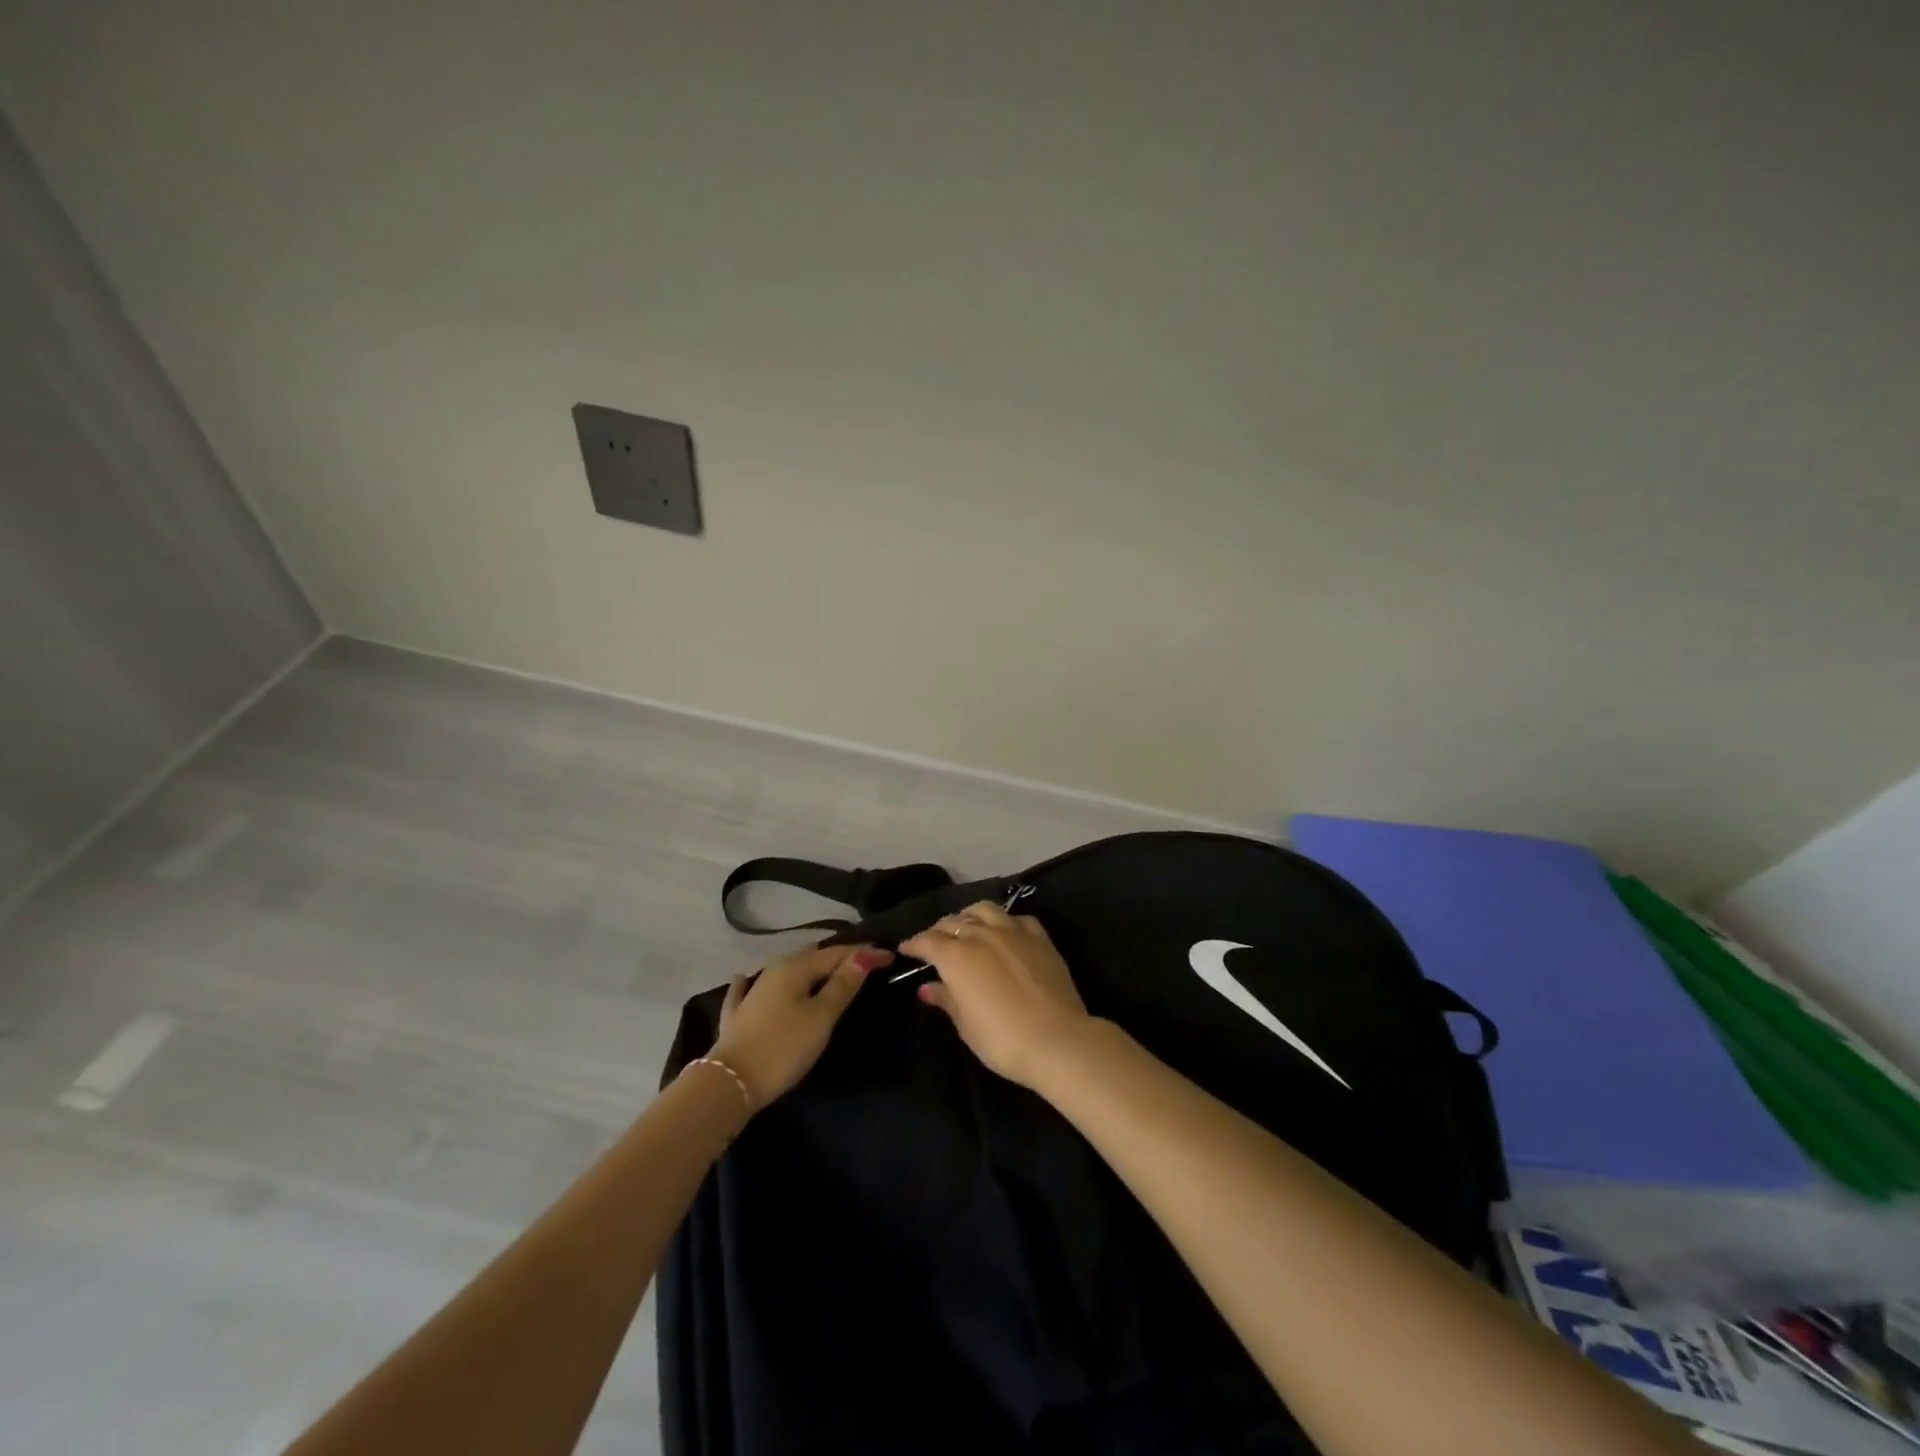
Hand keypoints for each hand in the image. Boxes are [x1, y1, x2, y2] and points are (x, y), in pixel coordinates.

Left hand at [708, 943, 892, 1108]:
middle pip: (810, 957)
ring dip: (806, 967)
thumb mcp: (821, 1017)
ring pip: (784, 970)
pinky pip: (748, 990)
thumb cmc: (783, 1048)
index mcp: (796, 968)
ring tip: (825, 971)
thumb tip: (864, 954)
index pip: (837, 953)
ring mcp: (751, 992)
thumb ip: (842, 985)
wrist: (728, 1083)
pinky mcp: (737, 1015)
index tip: (890, 956)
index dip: (864, 953)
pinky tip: (746, 978)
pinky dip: (755, 982)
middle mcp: (773, 971)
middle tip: (861, 963)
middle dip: (836, 956)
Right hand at [900, 901, 1090, 1088]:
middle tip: (934, 942)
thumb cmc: (1002, 1040)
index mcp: (957, 956)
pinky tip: (1005, 931)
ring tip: (967, 926)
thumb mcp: (966, 1025)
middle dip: (939, 929)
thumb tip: (927, 988)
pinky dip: (1005, 921)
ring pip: (984, 910)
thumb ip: (946, 999)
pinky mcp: (1040, 937)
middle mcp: (982, 935)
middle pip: (954, 921)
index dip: (914, 944)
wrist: (1057, 1039)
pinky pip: (1017, 919)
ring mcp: (1013, 932)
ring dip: (969, 915)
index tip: (906, 949)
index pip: (928, 941)